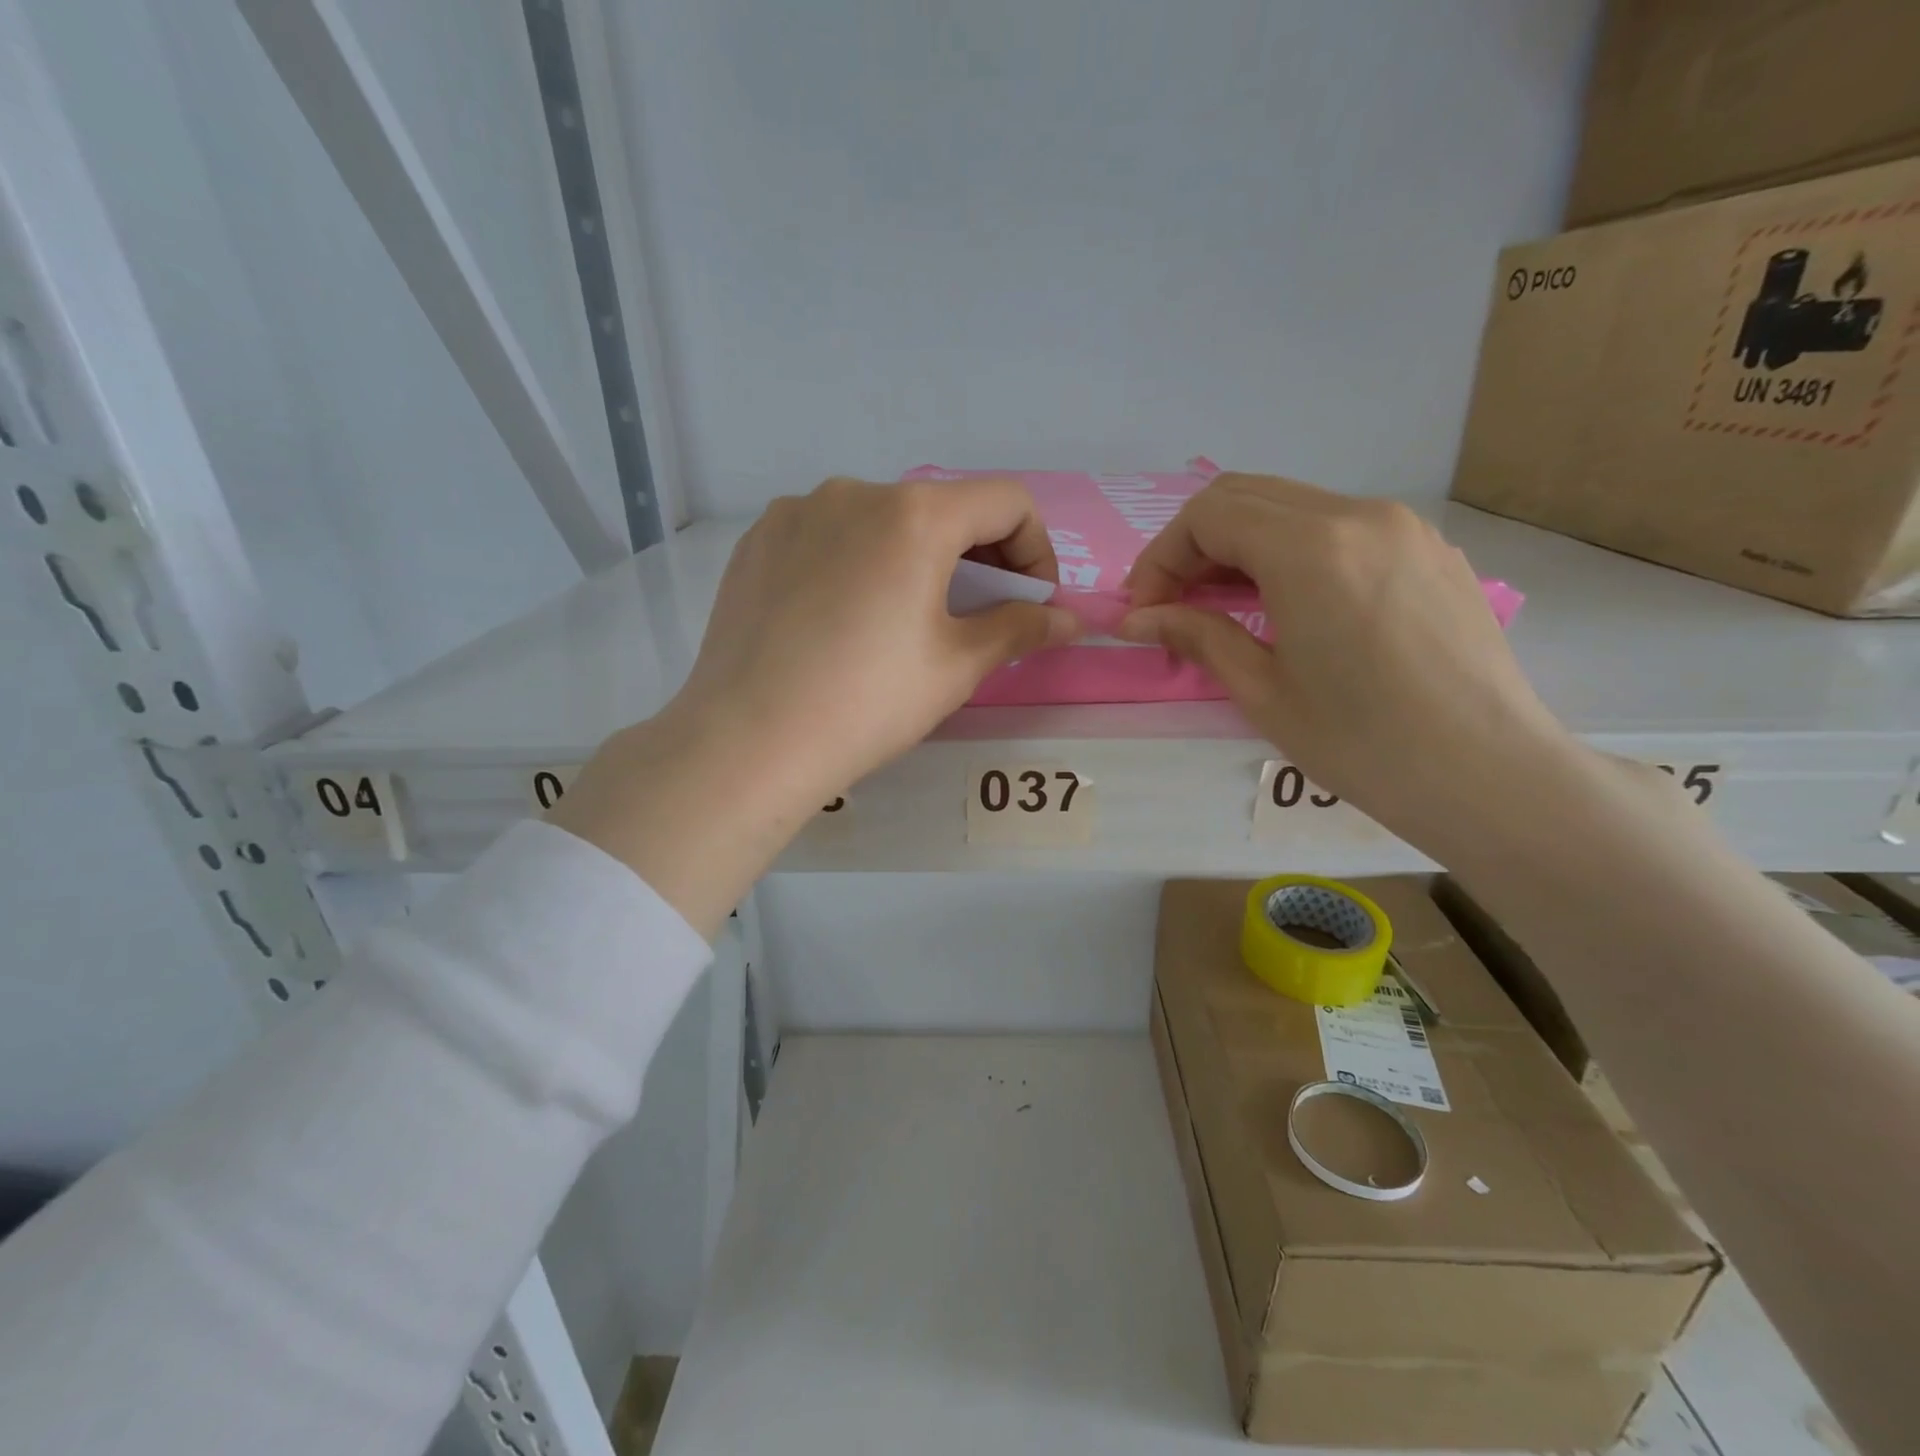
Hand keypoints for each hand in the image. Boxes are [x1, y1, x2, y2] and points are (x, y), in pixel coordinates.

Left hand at [549, 477, 1078, 932]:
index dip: (1035, 550)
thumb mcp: (957, 667)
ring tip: (903, 619)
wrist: (748, 740)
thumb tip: (1068, 619)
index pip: (1006, 501)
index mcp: (915, 515)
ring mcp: (798, 511)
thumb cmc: (868, 703)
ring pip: (882, 520)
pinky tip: (843, 617)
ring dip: (914, 557)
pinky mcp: (758, 540)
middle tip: (976, 614)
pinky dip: (857, 561)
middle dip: (977, 555)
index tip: (1029, 602)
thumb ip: (1020, 629)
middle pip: (943, 507)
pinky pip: (829, 535)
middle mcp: (855, 491)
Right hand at [1120, 472, 1575, 856]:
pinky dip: (1292, 551)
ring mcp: (1402, 527)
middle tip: (1172, 605)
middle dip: (1194, 546)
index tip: (1144, 610)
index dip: (1161, 558)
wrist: (1489, 773)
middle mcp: (1358, 515)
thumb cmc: (1362, 743)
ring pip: (1293, 507)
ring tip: (1223, 608)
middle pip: (1246, 496)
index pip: (1208, 516)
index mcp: (1310, 549)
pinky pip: (1339, 527)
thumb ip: (1196, 635)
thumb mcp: (1262, 691)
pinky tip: (1288, 606)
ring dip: (1241, 546)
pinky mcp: (1428, 550)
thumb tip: (1136, 619)